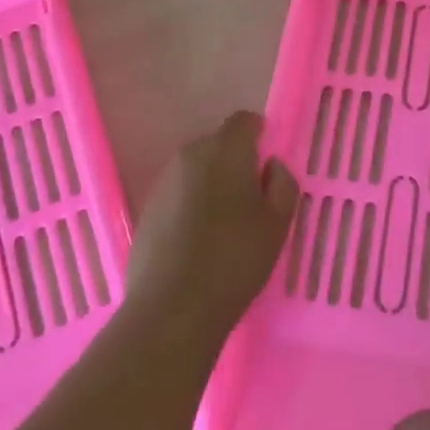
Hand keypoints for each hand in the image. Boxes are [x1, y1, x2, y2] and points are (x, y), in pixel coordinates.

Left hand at [127, 112, 297, 340]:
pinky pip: (178, 194)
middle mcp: (190, 154)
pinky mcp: (146, 209)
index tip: (269, 166)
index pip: (244, 121)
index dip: (260, 136)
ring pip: (196, 170)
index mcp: (225, 149)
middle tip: (252, 199)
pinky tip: (198, 241)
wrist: (172, 308)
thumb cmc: (235, 259)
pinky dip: (191, 205)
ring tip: (225, 224)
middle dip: (235, 162)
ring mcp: (163, 181)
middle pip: (218, 144)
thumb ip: (282, 184)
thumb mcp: (277, 224)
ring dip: (212, 184)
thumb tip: (272, 166)